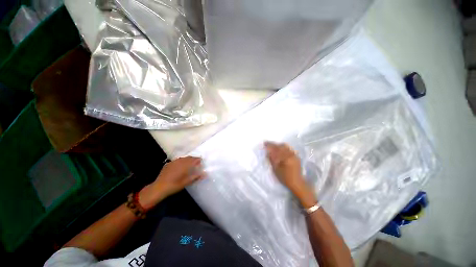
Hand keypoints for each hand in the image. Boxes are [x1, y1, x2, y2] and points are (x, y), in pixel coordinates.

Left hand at [139, 157, 203, 209]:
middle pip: (188, 157)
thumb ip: (196, 177)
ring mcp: (173, 162)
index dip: (198, 159)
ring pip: (182, 158)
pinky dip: (181, 161)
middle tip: (197, 162)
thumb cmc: (174, 185)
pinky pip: (177, 160)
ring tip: (190, 163)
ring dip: (187, 159)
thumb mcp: (186, 182)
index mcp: (185, 165)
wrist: (159, 187)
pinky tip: (180, 165)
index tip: (201, 161)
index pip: (193, 159)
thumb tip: (205, 174)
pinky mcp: (168, 164)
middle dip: (193, 159)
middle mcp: (179, 161)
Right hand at [265, 142, 315, 207]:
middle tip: (268, 144)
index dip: (270, 145)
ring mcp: (294, 155)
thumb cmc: (285, 178)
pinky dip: (283, 148)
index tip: (264, 143)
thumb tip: (268, 152)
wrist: (297, 183)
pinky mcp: (296, 156)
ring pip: (285, 146)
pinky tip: (280, 150)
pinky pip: (289, 149)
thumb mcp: (276, 169)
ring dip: (278, 145)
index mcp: (285, 157)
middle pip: (281, 145)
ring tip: (273, 146)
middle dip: (274, 144)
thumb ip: (272, 159)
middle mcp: (290, 154)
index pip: (276, 148)